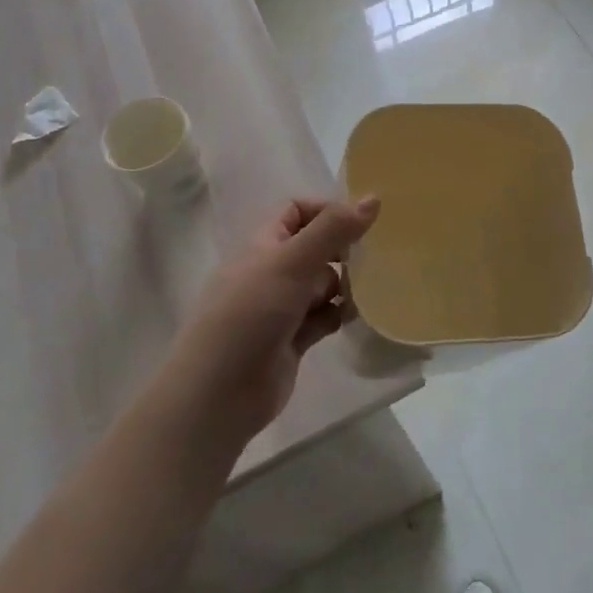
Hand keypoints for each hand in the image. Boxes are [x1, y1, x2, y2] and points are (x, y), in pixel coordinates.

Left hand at [168, 196, 379, 443]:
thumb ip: (333, 230)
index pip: (297, 211)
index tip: (359, 224)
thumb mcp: (291, 262)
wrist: (219, 394)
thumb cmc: (250, 314)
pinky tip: (354, 318)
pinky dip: (338, 315)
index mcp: (264, 244)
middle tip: (372, 259)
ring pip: (322, 284)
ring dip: (344, 286)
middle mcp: (272, 271)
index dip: (327, 211)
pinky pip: (324, 317)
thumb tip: (373, 198)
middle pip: (315, 248)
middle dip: (342, 251)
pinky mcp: (293, 340)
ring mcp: (282, 308)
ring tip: (365, 292)